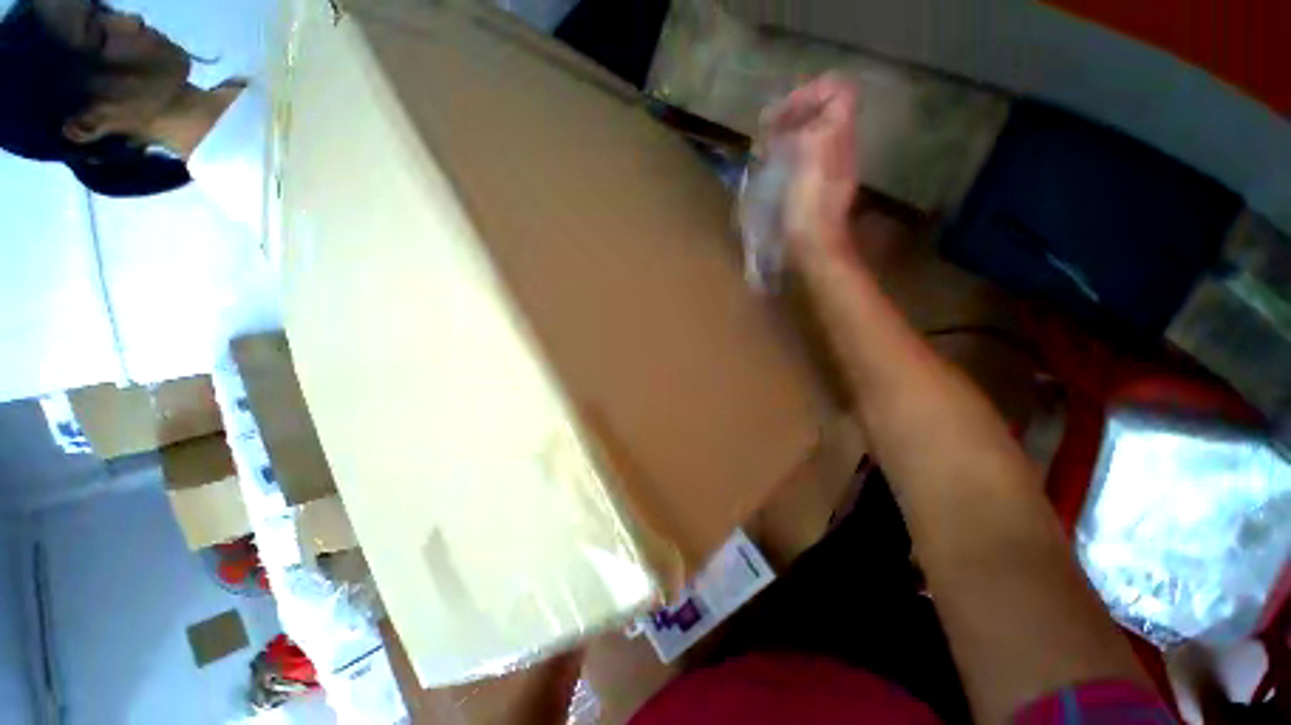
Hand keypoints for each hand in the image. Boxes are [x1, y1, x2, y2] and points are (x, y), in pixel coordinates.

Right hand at [762, 74, 860, 263]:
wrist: (815, 246)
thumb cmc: (809, 206)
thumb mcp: (811, 161)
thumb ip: (810, 130)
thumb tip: (794, 122)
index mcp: (839, 135)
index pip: (837, 91)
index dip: (809, 93)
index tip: (781, 114)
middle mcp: (839, 146)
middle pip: (823, 111)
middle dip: (793, 113)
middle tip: (767, 130)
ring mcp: (828, 166)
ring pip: (811, 133)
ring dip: (787, 134)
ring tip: (765, 148)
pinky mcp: (816, 185)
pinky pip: (804, 155)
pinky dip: (787, 154)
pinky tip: (771, 168)